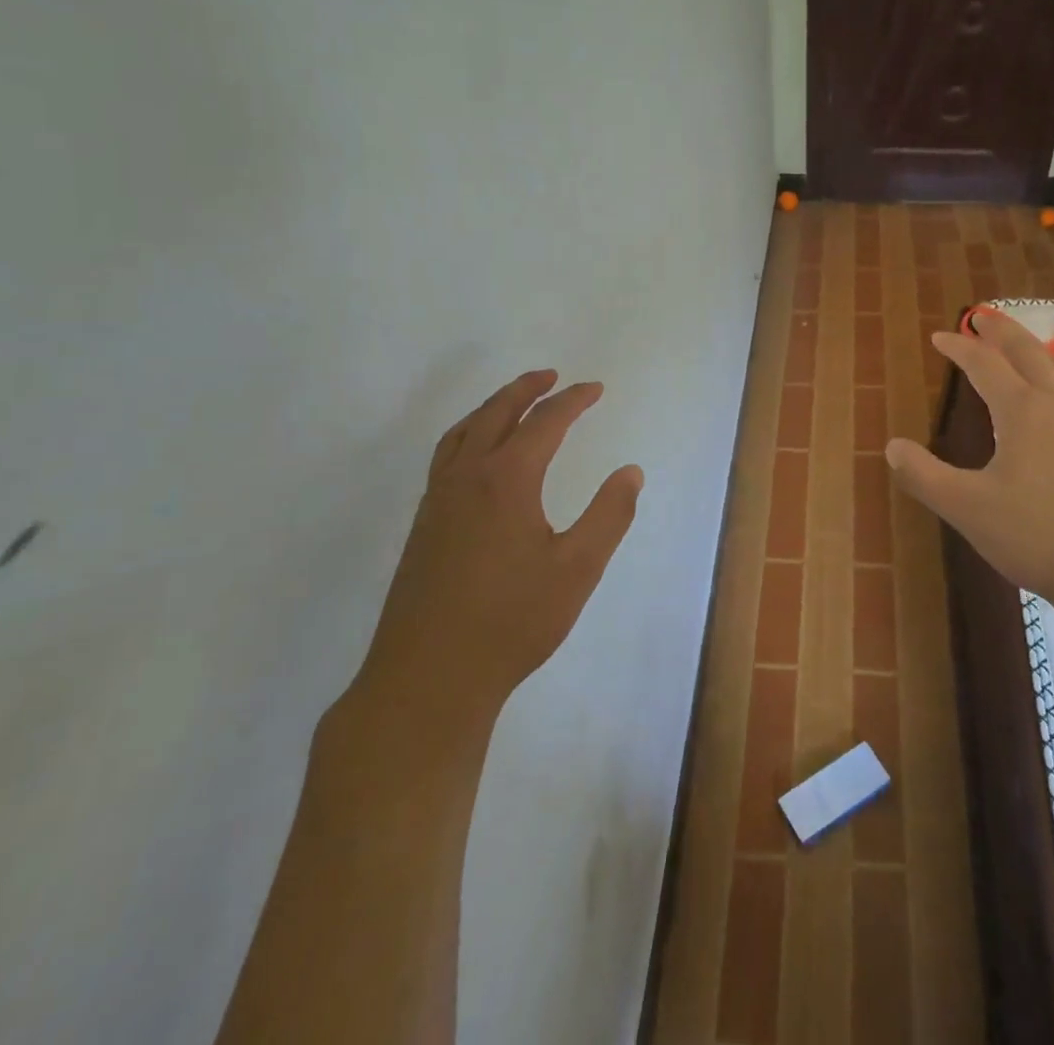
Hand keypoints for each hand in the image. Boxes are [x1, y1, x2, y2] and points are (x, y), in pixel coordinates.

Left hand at [347, 370, 643, 746]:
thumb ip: (609, 515)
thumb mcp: (578, 568)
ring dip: (492, 407)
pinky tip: (478, 458)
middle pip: (496, 414)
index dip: (573, 401)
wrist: (428, 677)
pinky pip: (446, 457)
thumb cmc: (512, 621)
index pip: (545, 422)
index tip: (595, 388)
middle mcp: (467, 478)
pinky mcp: (423, 526)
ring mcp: (438, 501)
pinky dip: (468, 435)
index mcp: (507, 479)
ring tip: (513, 401)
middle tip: (551, 375)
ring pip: (463, 433)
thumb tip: (630, 471)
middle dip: (526, 389)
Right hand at [885, 309, 1053, 614]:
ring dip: (1039, 351)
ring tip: (1025, 349)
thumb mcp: (966, 508)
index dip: (960, 347)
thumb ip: (925, 475)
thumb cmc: (1036, 535)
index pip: (985, 365)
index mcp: (1023, 411)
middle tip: (984, 316)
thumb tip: (892, 446)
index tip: (940, 336)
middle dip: (1003, 331)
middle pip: (1029, 354)